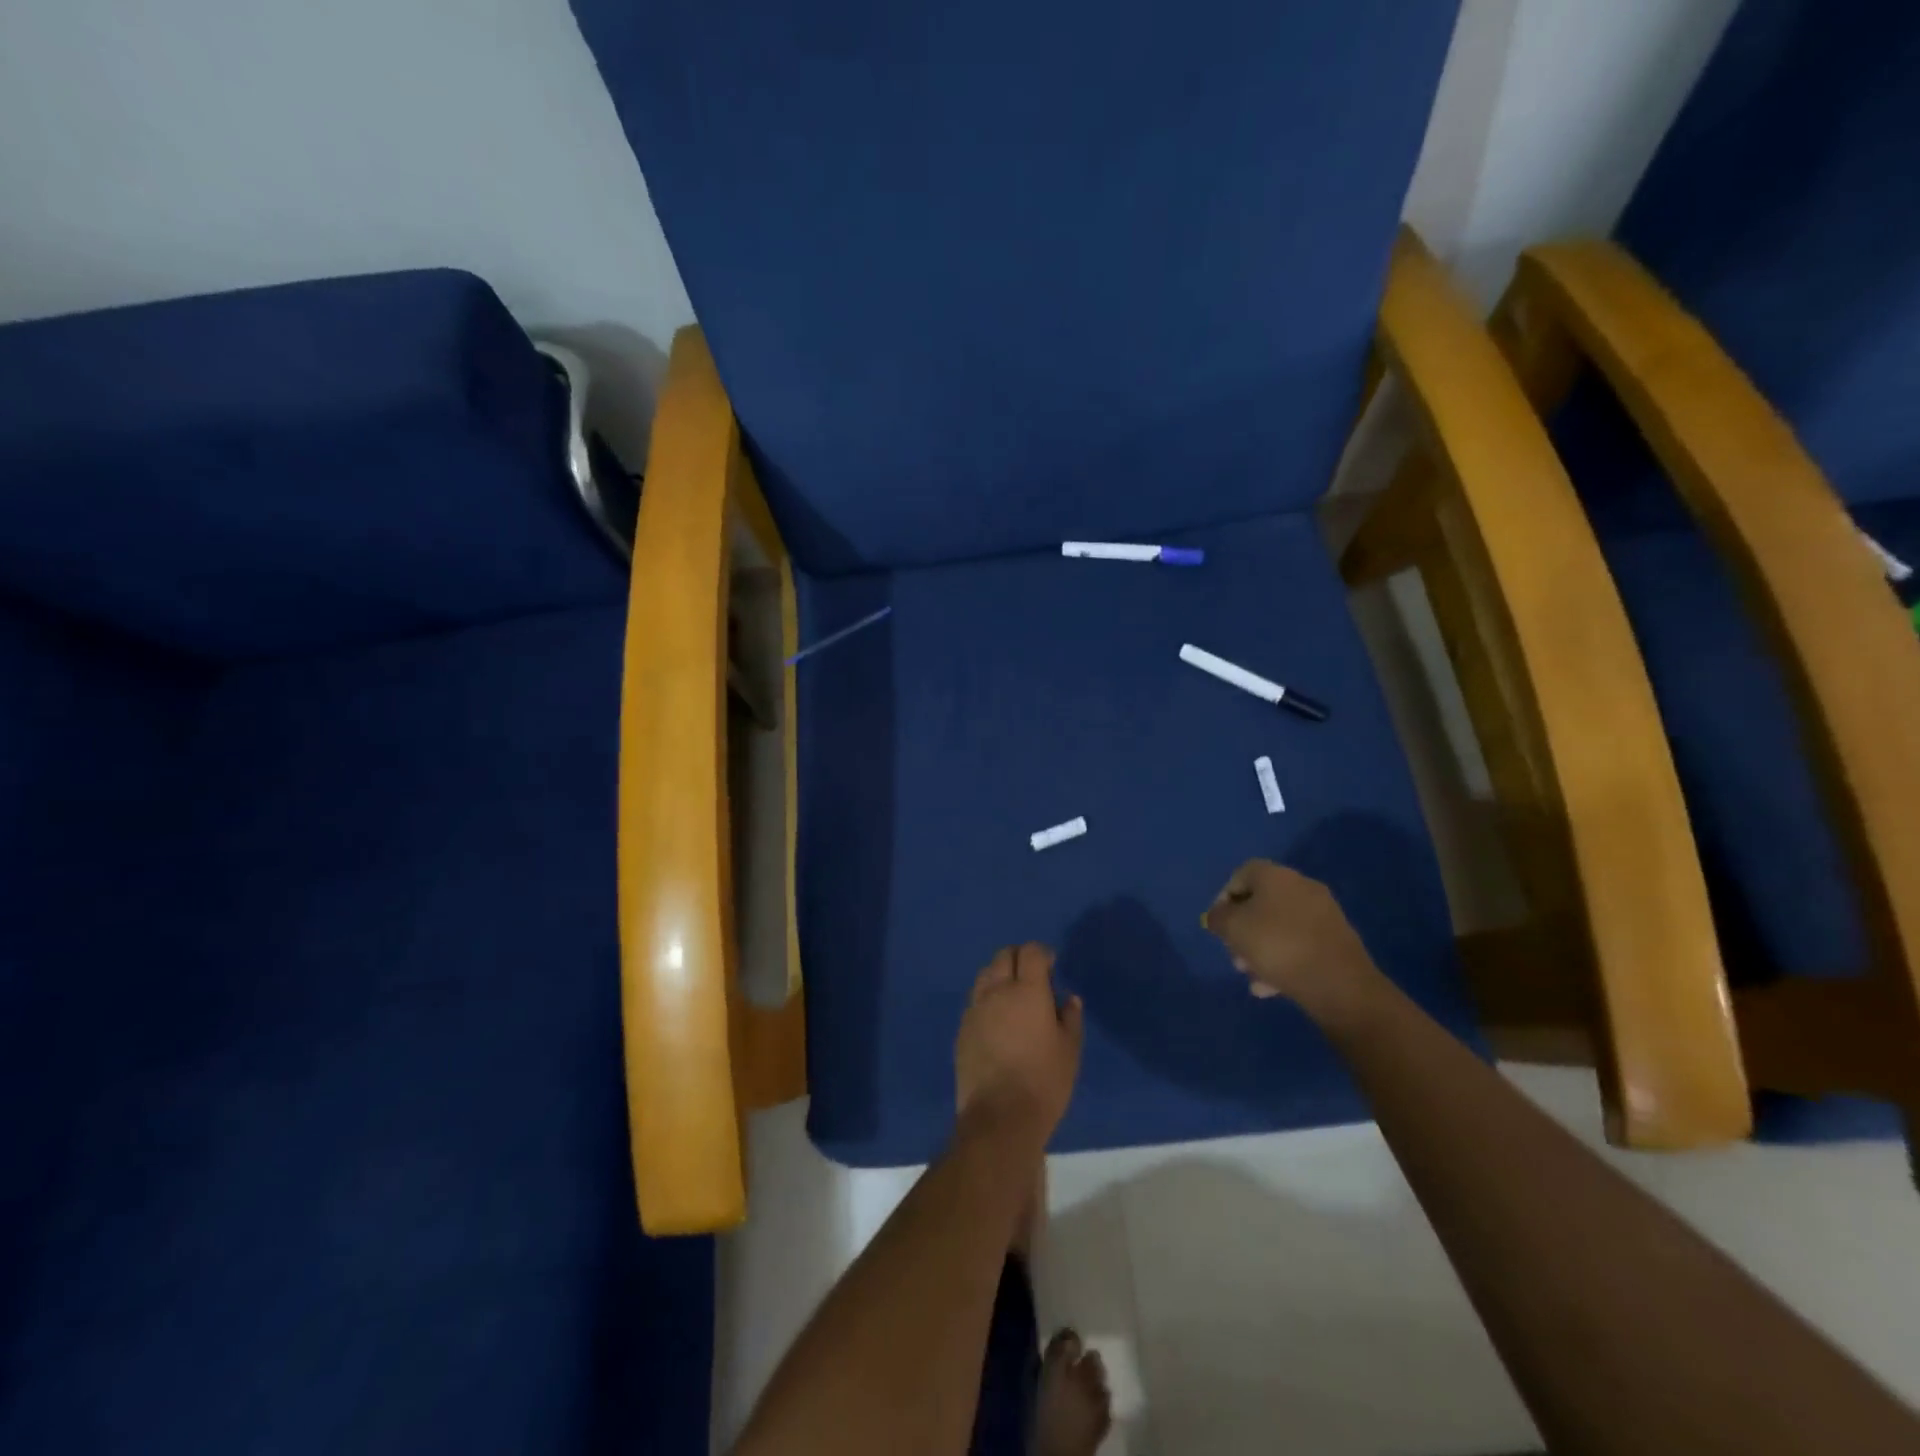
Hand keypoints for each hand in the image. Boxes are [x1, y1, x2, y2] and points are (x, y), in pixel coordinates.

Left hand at [955, 943, 1084, 1145]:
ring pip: (985, 975)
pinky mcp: (962, 1028)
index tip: (1051, 966)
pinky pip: (975, 1001)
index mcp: (1027, 990)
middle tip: (1033, 977)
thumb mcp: (1070, 1050)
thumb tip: (1068, 998)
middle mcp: (997, 991)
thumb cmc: (1044, 1081)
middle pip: (1004, 956)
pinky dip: (987, 999)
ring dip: (1000, 976)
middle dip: (1019, 958)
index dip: (1042, 953)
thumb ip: (1070, 1017)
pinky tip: (997, 1021)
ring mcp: (975, 1009)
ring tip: (1012, 997)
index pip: (1031, 952)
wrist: (999, 1117)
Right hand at [1202, 860, 1387, 1026]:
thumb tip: (1218, 916)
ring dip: (1261, 948)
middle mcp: (1301, 886)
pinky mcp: (1337, 940)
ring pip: (1280, 927)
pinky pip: (1300, 944)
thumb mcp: (1232, 928)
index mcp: (1276, 875)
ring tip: (1252, 976)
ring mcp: (1323, 913)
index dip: (1223, 898)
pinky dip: (1284, 960)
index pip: (1240, 875)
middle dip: (1243, 929)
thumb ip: (1218, 917)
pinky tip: (1272, 986)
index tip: (1218, 925)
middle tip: (1235, 955)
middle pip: (1261, 903)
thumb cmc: (1277, 945)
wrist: (1339, 983)